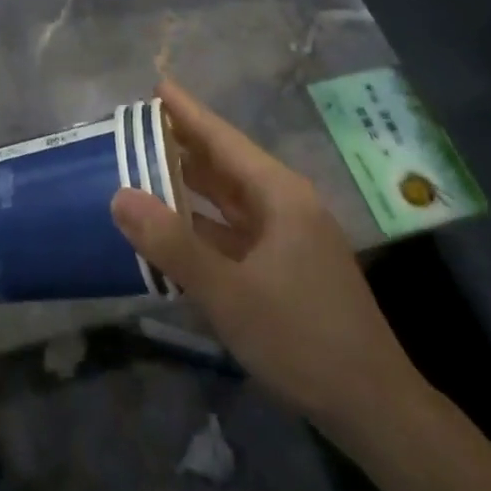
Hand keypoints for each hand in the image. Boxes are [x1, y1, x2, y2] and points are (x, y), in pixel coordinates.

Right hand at [111, 81, 428, 466]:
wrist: (371, 405)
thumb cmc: (301, 338)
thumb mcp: (229, 293)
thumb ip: (172, 244)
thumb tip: (119, 195)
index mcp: (279, 196)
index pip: (223, 140)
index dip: (188, 112)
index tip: (155, 85)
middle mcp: (285, 206)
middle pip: (226, 164)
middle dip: (183, 144)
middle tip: (137, 126)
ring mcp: (287, 238)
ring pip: (229, 200)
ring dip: (190, 185)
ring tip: (145, 167)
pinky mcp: (285, 267)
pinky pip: (234, 231)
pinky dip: (202, 224)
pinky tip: (174, 229)